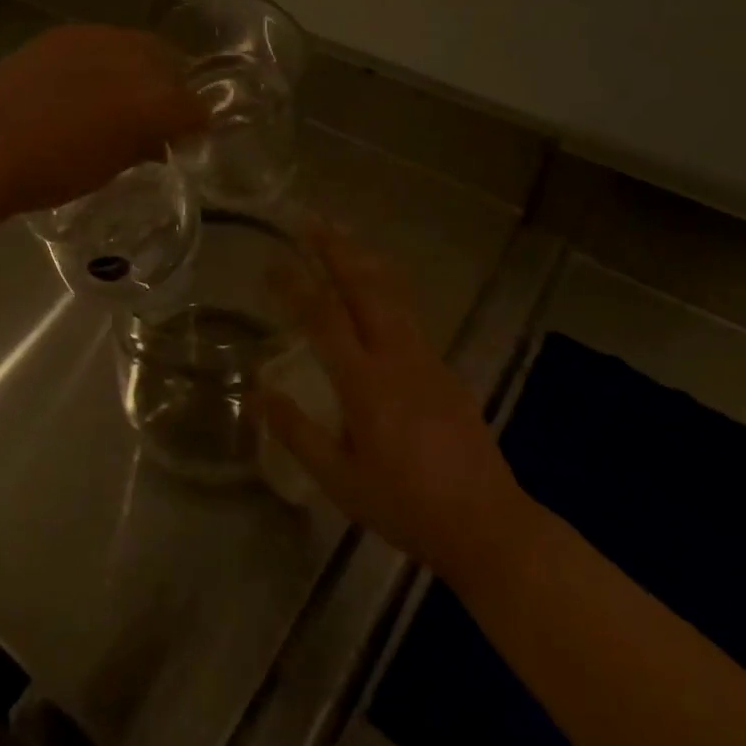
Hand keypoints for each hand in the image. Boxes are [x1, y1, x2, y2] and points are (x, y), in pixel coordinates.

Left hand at [0, 25, 207, 215]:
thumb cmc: (49, 171)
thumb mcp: (106, 169)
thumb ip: (142, 147)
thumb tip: (159, 140)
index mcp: (151, 101)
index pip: (192, 106)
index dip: (194, 123)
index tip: (186, 136)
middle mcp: (132, 59)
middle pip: (170, 64)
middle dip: (171, 87)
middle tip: (157, 114)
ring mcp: (96, 39)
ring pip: (137, 46)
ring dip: (140, 68)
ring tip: (122, 94)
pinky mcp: (64, 33)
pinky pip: (102, 41)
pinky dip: (107, 59)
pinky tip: (87, 81)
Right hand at [262, 223, 531, 581]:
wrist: (487, 524)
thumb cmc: (406, 506)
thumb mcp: (341, 480)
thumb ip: (298, 433)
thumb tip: (258, 394)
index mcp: (366, 383)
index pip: (323, 318)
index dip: (295, 285)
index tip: (271, 261)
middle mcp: (397, 357)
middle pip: (364, 287)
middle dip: (335, 249)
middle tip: (309, 221)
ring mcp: (426, 358)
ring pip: (392, 292)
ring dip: (363, 259)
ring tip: (341, 235)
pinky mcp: (444, 368)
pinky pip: (408, 312)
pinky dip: (385, 284)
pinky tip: (375, 286)